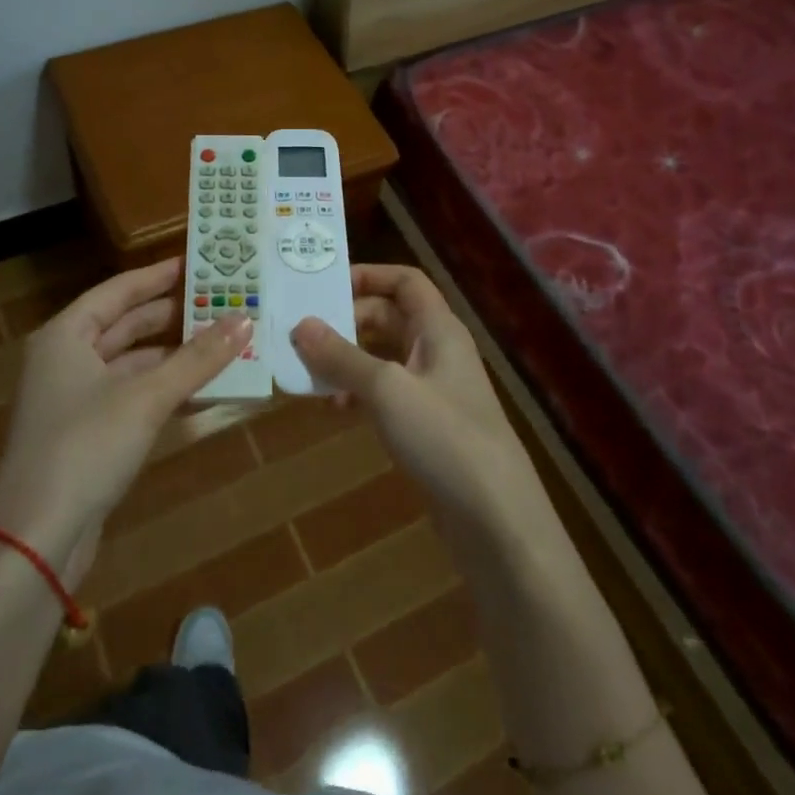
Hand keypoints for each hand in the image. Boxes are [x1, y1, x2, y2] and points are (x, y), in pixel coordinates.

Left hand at [0, 257, 250, 584]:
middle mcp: (65, 360)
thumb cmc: (86, 447)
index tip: (196, 263)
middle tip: (220, 301)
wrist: (38, 538)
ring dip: (173, 355)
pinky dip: (164, 388)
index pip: (118, 291)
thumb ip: (197, 358)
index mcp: (66, 336)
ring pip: (131, 363)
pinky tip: (201, 388)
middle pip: (124, 325)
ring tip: (222, 342)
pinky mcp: (87, 433)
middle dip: (172, 316)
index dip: (157, 276)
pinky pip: (132, 395)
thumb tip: (244, 320)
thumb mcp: (146, 397)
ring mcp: (74, 399)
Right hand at [290, 265, 551, 542]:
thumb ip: (342, 355)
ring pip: (382, 357)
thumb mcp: (387, 389)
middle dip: (346, 323)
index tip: (323, 286)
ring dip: (346, 361)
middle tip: (302, 336)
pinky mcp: (425, 425)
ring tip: (309, 375)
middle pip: (387, 317)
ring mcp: (432, 389)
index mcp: (439, 329)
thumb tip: (300, 325)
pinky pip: (384, 393)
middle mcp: (437, 351)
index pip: (405, 282)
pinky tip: (335, 410)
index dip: (368, 275)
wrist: (494, 518)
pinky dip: (358, 393)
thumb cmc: (444, 437)